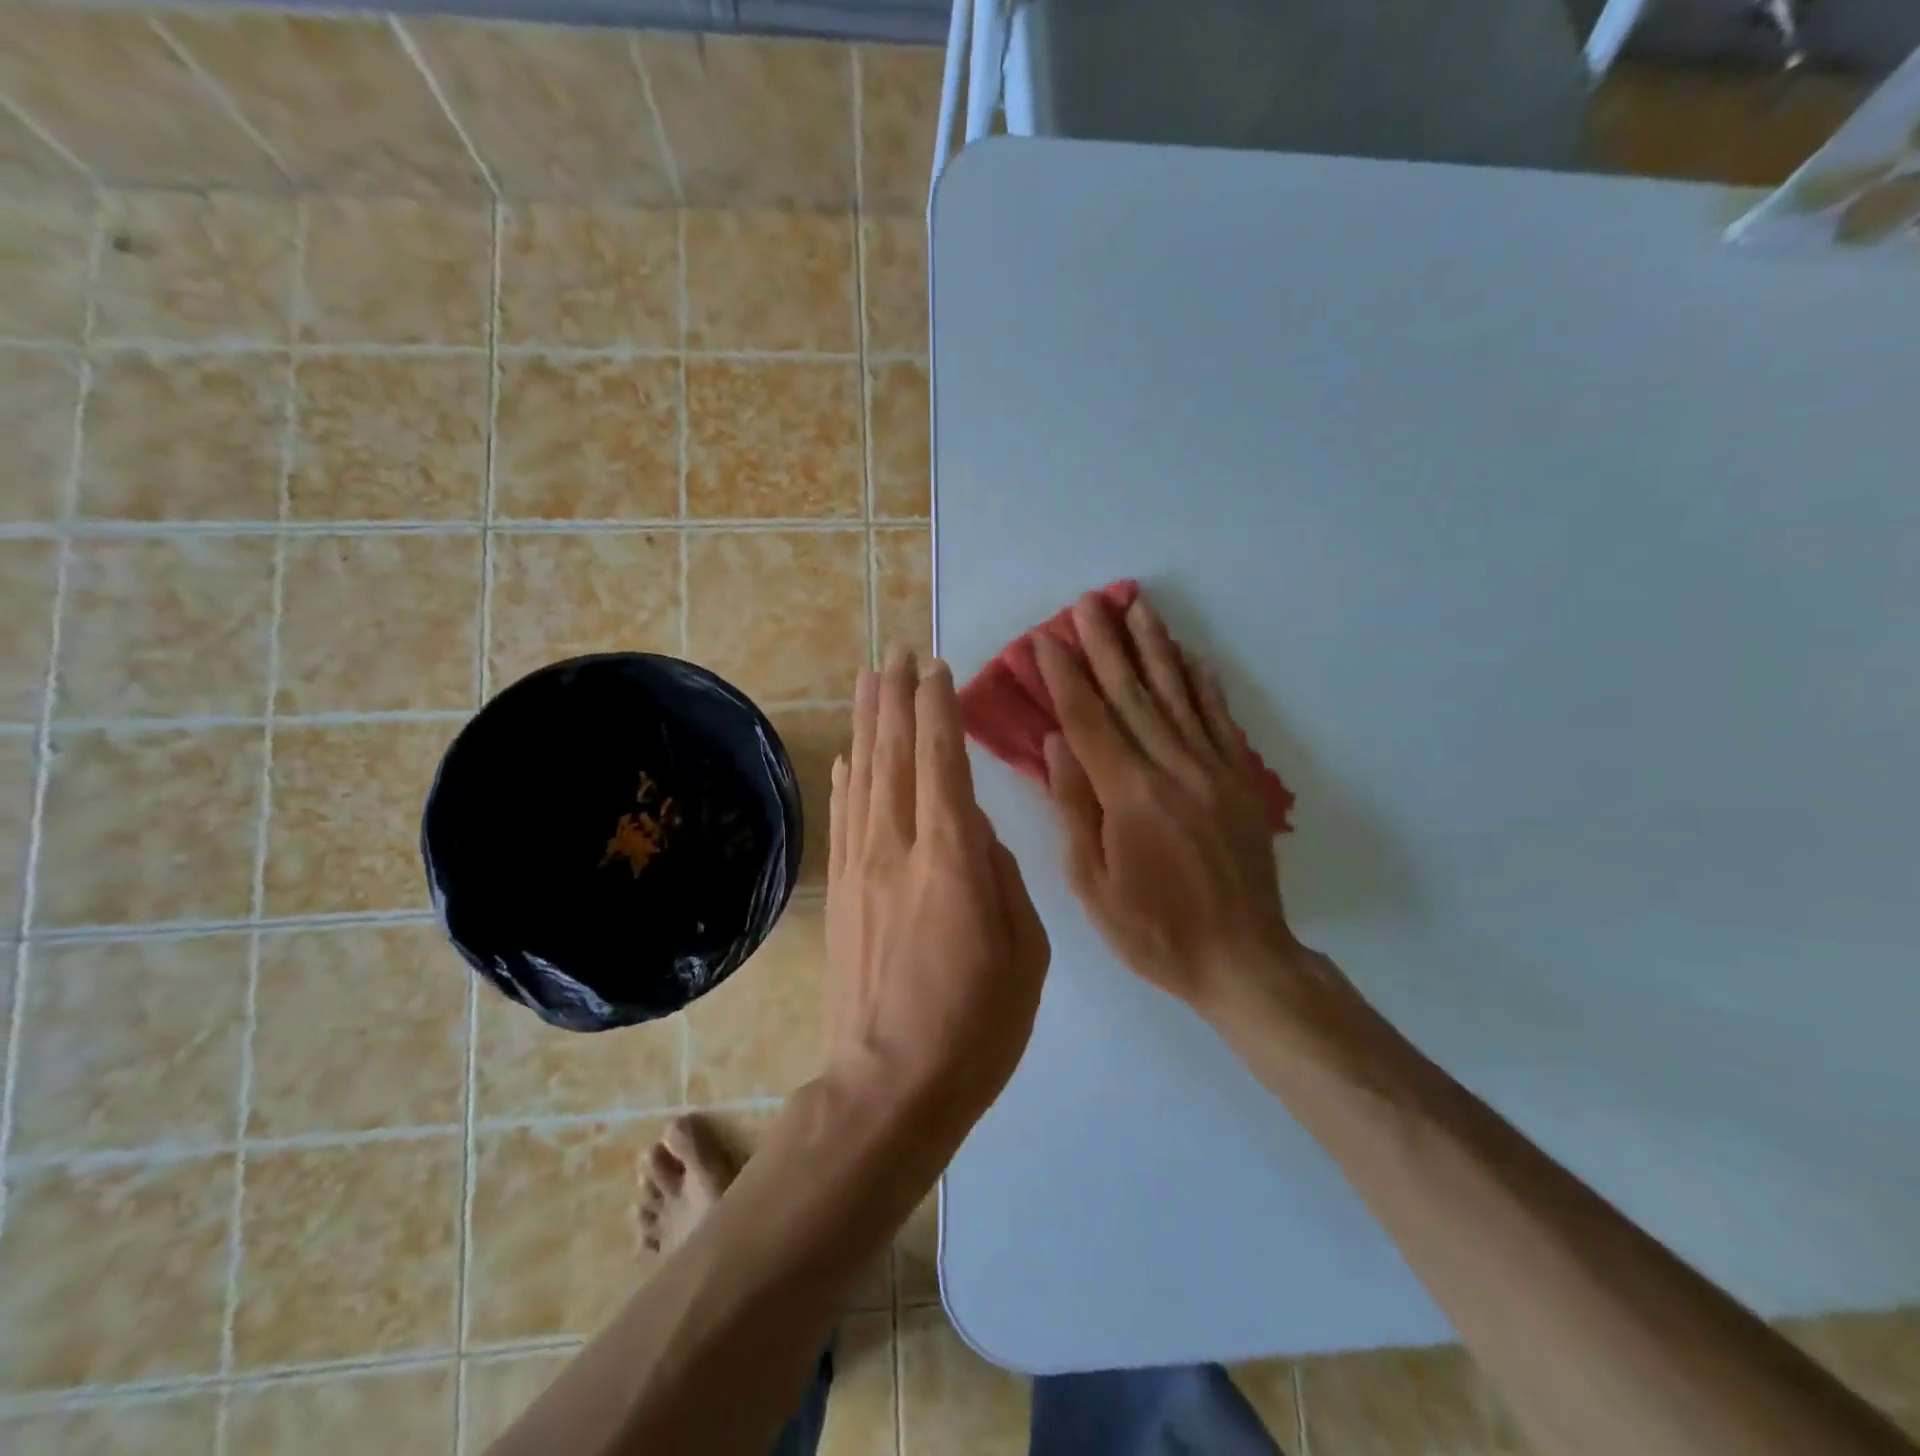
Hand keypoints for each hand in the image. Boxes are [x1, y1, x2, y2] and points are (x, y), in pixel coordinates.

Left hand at [825, 648, 1050, 1121]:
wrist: (890, 1087)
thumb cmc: (977, 1025)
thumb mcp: (1025, 951)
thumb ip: (1001, 877)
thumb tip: (974, 831)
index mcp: (951, 859)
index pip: (942, 760)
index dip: (937, 708)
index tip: (936, 668)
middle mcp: (898, 847)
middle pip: (894, 753)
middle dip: (895, 697)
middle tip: (896, 652)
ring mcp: (862, 867)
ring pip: (864, 775)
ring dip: (868, 722)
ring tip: (869, 679)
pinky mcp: (843, 891)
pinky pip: (845, 816)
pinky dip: (847, 777)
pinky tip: (848, 755)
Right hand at [1034, 592, 1306, 1014]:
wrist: (1242, 960)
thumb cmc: (1154, 931)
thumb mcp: (1093, 885)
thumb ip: (1073, 808)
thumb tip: (1056, 743)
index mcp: (1130, 797)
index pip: (1090, 721)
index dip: (1065, 677)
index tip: (1046, 639)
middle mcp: (1174, 770)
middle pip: (1134, 695)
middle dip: (1107, 645)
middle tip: (1087, 602)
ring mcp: (1214, 771)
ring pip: (1178, 696)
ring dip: (1154, 648)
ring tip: (1138, 607)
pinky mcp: (1241, 782)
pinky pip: (1220, 720)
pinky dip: (1203, 684)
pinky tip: (1190, 655)